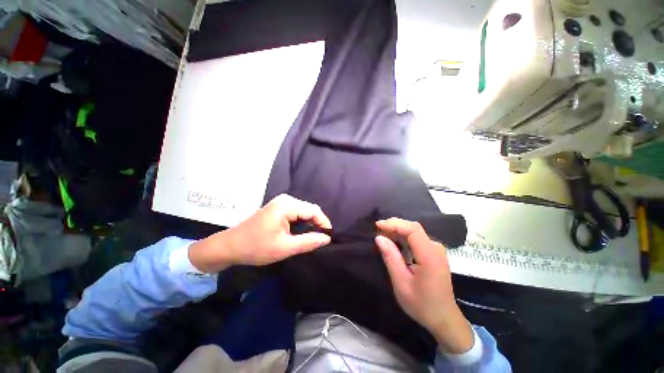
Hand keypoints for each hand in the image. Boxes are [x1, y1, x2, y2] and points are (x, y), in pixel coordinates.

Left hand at [189, 194, 331, 272]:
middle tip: (322, 238)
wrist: (230, 246)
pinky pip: (296, 212)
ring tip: (314, 236)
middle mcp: (285, 200)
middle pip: (309, 209)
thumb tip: (327, 238)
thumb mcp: (285, 247)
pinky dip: (302, 222)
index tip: (329, 236)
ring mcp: (281, 203)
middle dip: (317, 223)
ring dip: (310, 223)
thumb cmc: (257, 247)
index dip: (324, 222)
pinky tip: (302, 232)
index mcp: (287, 205)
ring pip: (303, 211)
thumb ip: (308, 242)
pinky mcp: (278, 208)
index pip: (314, 210)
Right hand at [375, 218, 473, 353]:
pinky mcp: (434, 253)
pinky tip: (394, 240)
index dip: (394, 224)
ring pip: (415, 231)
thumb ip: (391, 258)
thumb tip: (379, 238)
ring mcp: (437, 250)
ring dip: (398, 230)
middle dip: (394, 225)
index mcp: (429, 256)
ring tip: (383, 233)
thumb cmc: (422, 304)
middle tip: (378, 229)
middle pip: (414, 228)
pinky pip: (418, 238)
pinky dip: (404, 236)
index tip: (378, 226)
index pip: (412, 229)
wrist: (444, 319)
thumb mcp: (401, 283)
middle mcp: (435, 248)